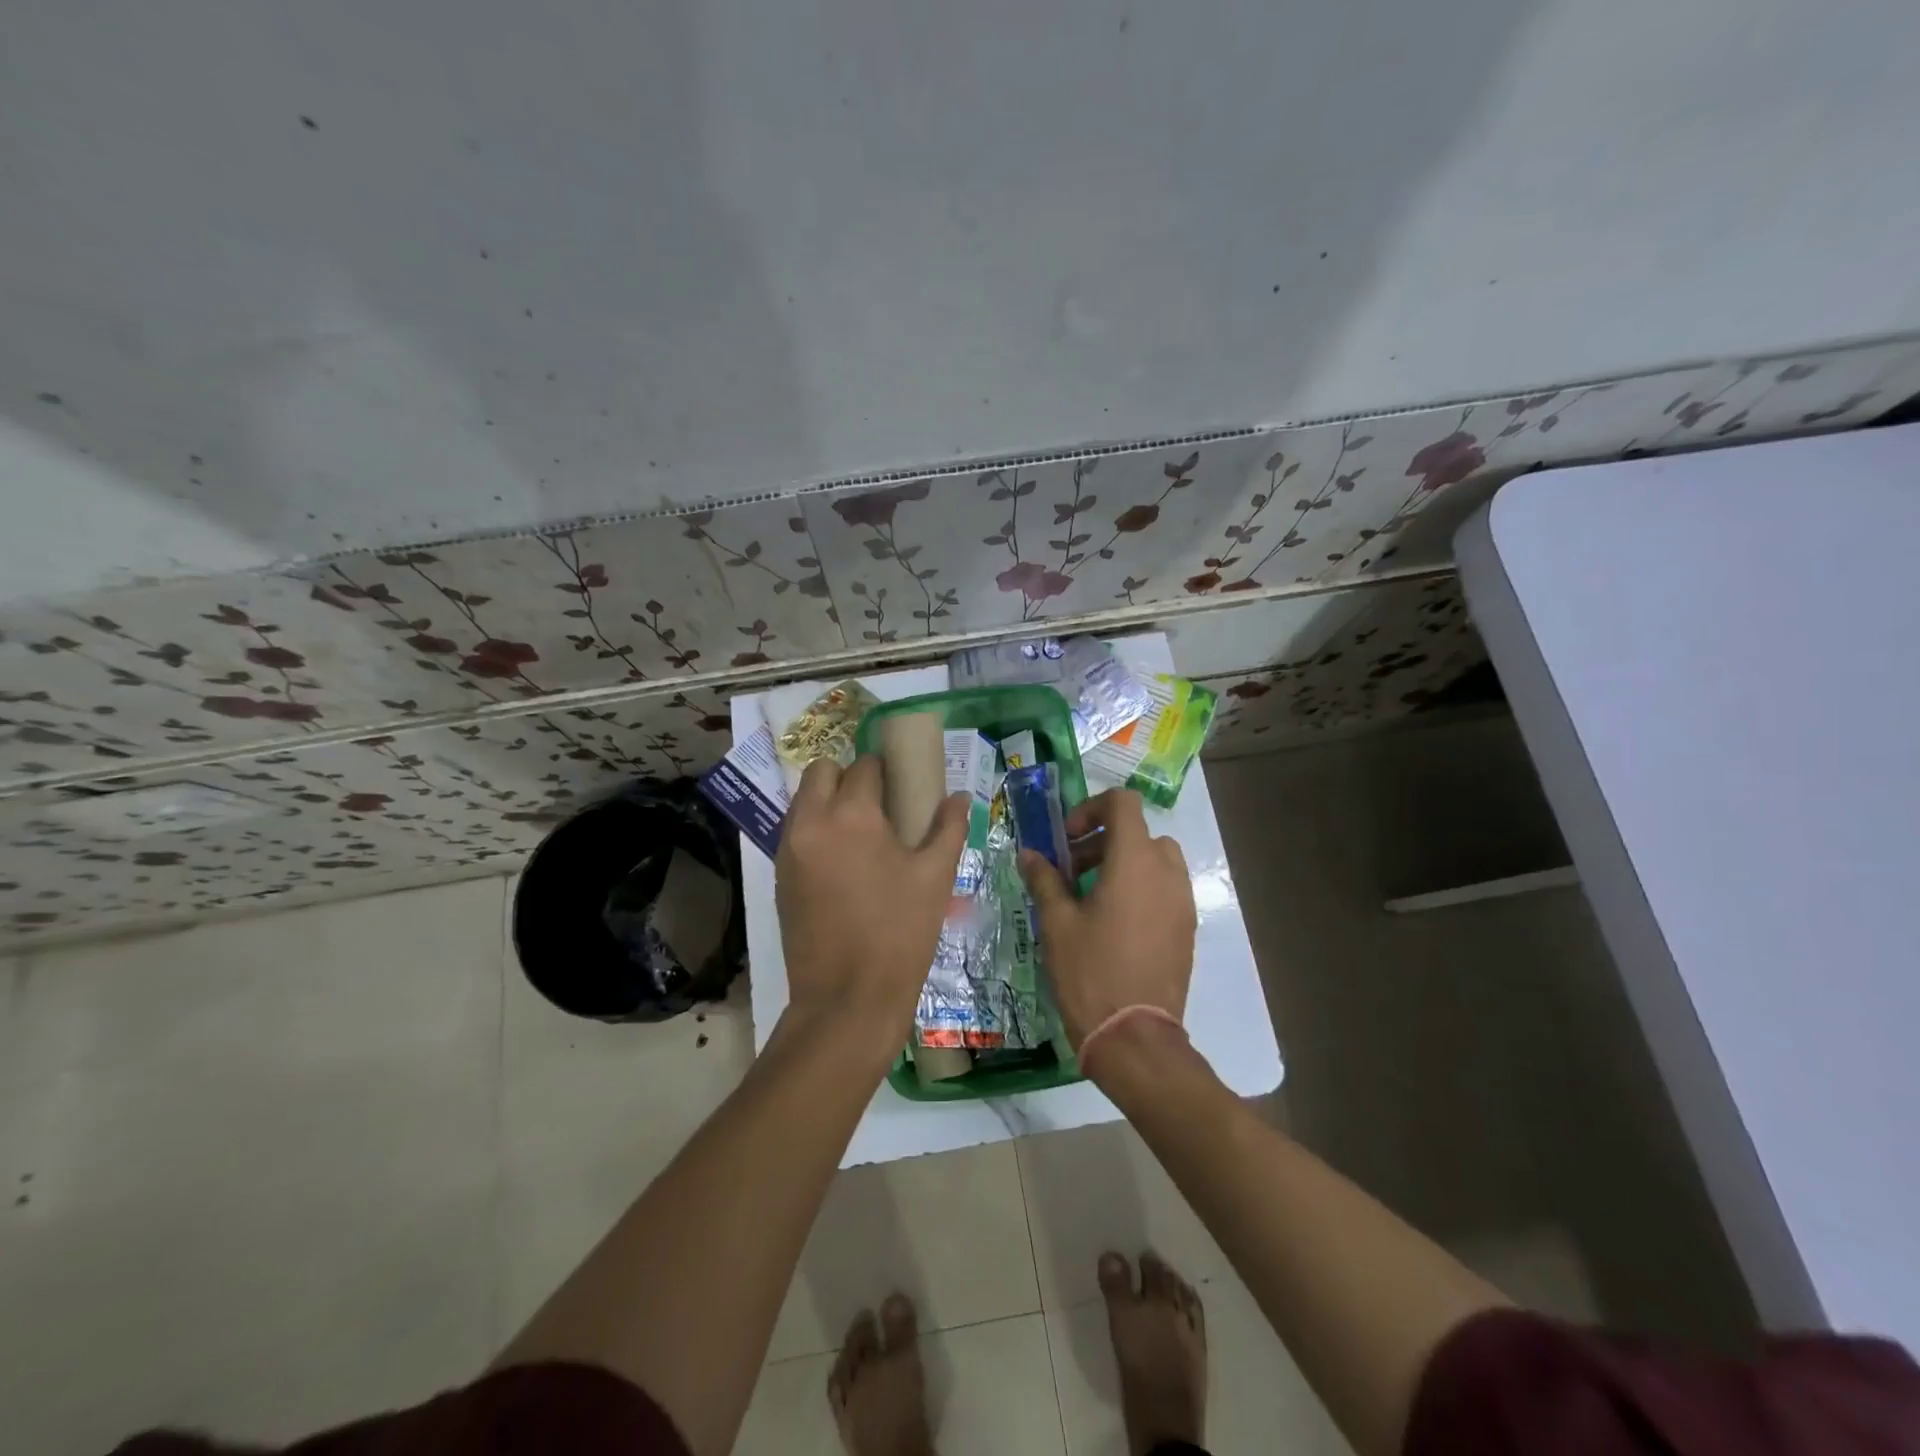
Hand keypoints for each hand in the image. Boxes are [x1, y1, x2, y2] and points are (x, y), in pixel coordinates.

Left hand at [775, 755, 969, 1057]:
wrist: (847, 999)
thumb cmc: (899, 933)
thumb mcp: (935, 877)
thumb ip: (948, 828)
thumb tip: (958, 797)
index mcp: (852, 815)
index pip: (866, 767)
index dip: (888, 770)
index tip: (904, 786)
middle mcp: (811, 822)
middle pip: (822, 771)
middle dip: (849, 776)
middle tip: (879, 805)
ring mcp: (789, 849)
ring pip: (803, 800)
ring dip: (828, 801)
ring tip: (861, 834)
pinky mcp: (779, 875)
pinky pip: (795, 831)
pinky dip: (816, 829)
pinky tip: (843, 861)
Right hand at [1020, 788, 1195, 1053]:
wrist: (1135, 1038)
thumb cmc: (1090, 972)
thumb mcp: (1057, 923)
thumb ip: (1045, 879)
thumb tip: (1030, 854)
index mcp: (1135, 862)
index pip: (1123, 803)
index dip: (1092, 809)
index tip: (1067, 839)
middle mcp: (1167, 873)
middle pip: (1138, 832)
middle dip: (1102, 841)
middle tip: (1071, 871)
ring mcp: (1182, 902)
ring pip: (1156, 860)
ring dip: (1123, 863)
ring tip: (1091, 897)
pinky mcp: (1187, 928)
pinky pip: (1166, 889)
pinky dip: (1141, 888)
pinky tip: (1114, 923)